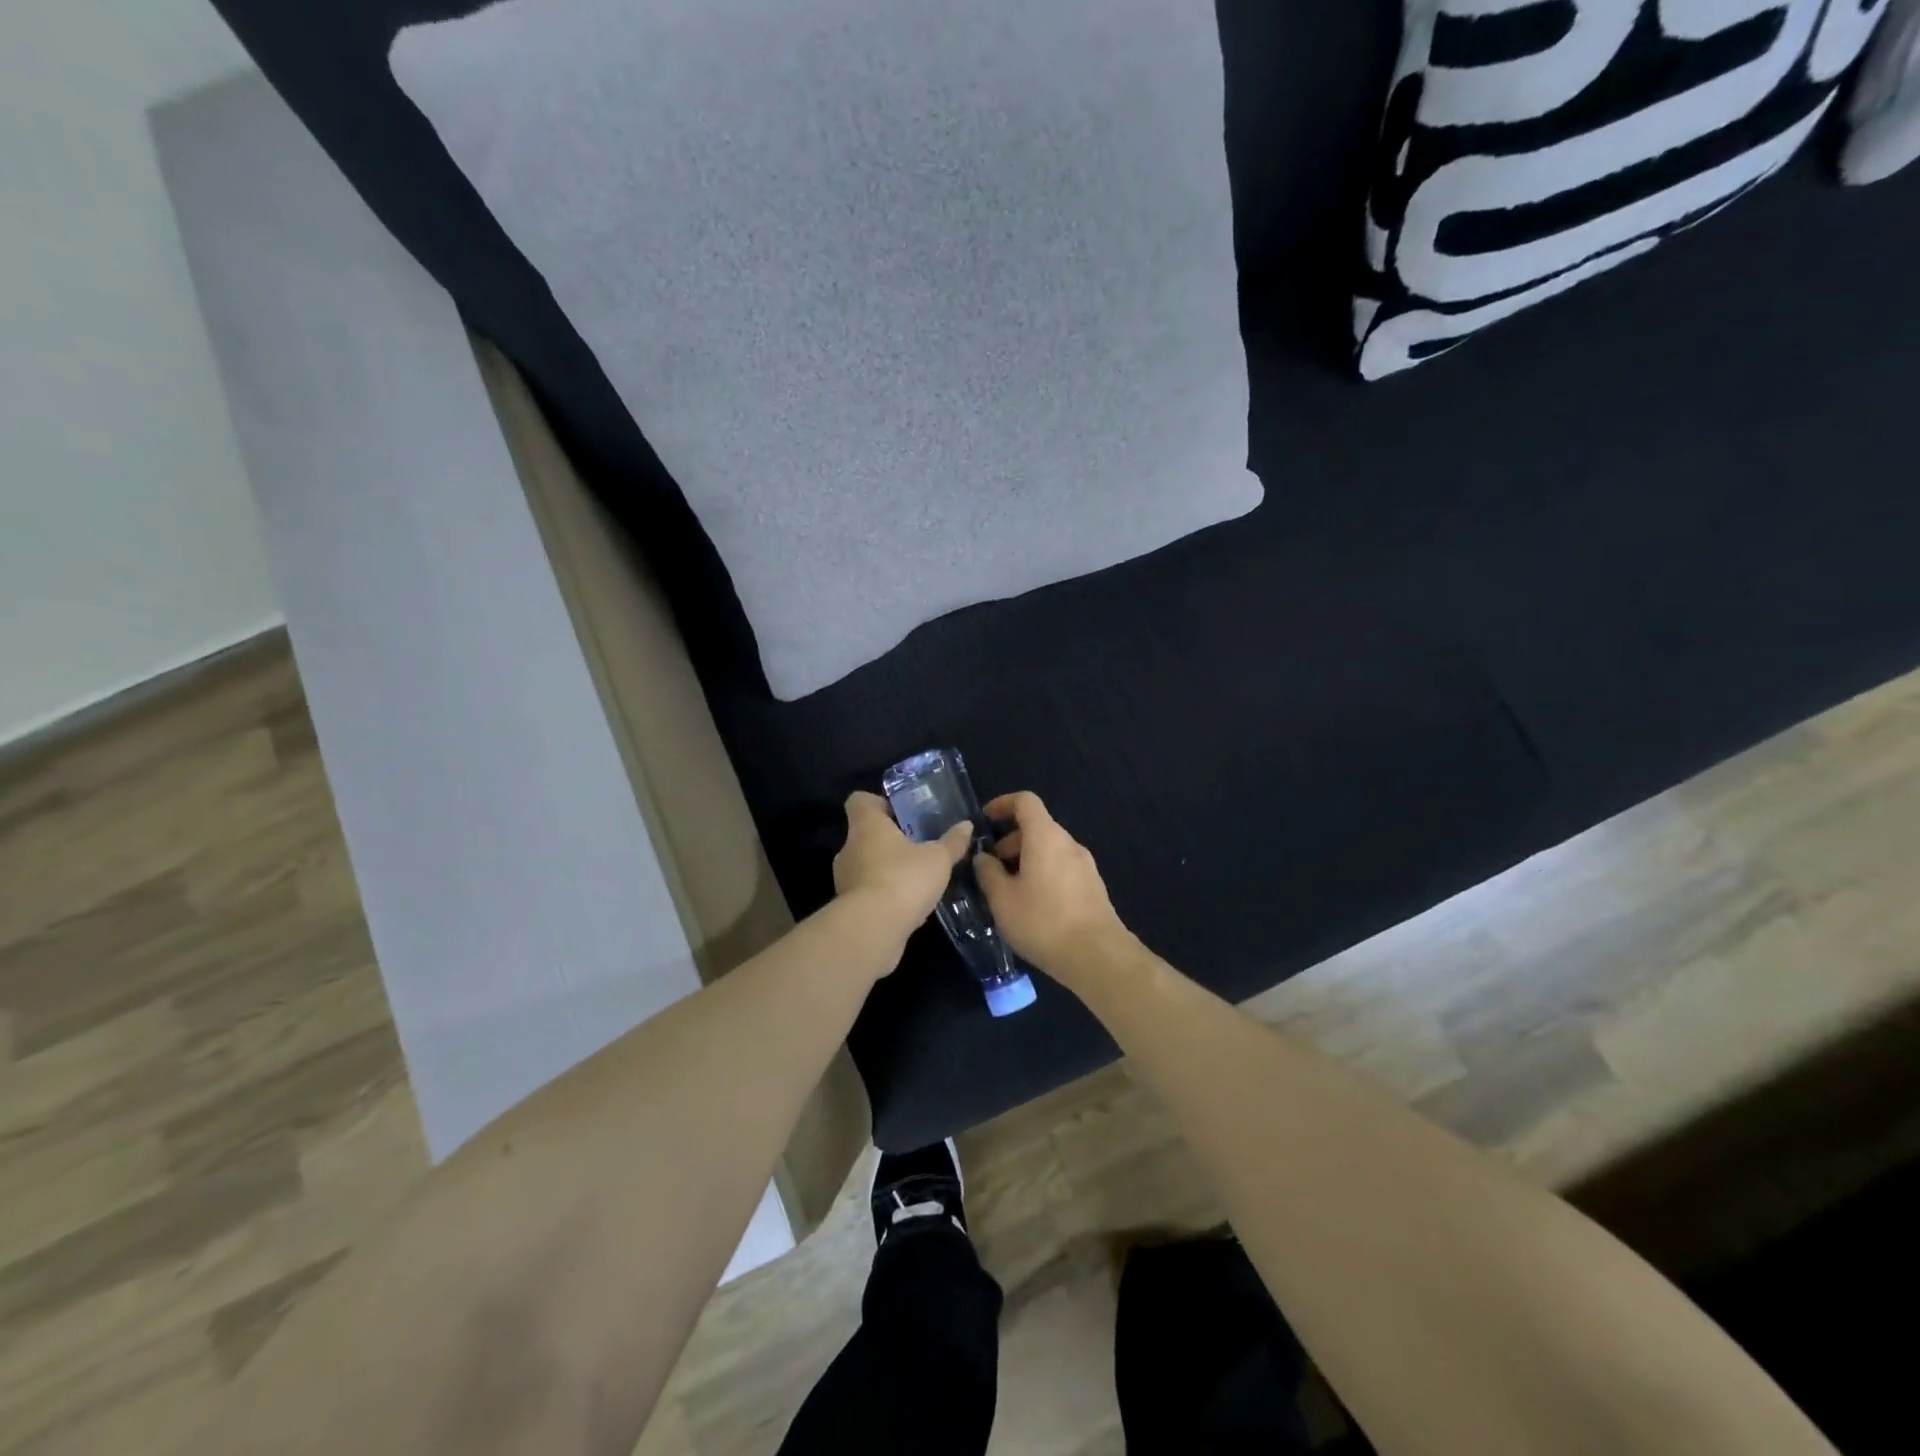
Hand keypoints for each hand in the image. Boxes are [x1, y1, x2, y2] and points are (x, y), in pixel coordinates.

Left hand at [833, 791, 971, 940]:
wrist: (873, 929)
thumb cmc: (904, 878)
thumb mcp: (938, 859)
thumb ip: (952, 842)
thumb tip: (966, 825)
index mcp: (867, 825)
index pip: (859, 800)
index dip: (878, 803)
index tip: (899, 813)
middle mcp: (849, 848)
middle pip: (865, 834)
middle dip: (889, 840)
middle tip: (917, 846)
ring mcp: (845, 879)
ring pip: (866, 865)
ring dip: (887, 869)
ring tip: (916, 878)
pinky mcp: (848, 907)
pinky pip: (868, 892)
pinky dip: (884, 894)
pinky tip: (908, 905)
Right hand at [974, 791, 1133, 984]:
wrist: (1097, 956)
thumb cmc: (1043, 922)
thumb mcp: (1003, 899)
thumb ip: (988, 873)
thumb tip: (983, 857)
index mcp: (1045, 837)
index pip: (1025, 801)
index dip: (1002, 804)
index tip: (985, 820)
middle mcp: (1068, 843)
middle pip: (1037, 827)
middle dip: (1010, 841)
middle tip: (991, 868)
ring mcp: (1085, 865)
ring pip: (1049, 849)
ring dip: (1025, 860)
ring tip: (1008, 892)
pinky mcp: (1092, 886)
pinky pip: (1061, 867)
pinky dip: (1042, 873)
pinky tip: (1032, 905)